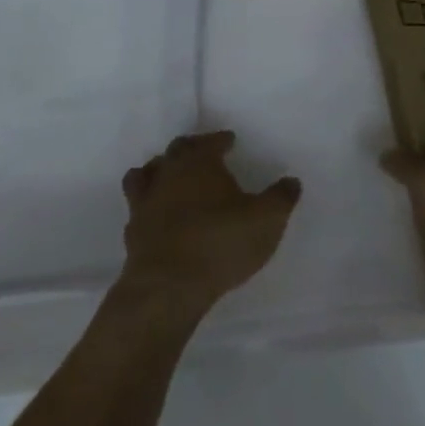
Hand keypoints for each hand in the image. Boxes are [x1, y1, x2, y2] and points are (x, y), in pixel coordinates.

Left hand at [119, 132, 301, 313]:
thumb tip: (291, 181)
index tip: (229, 140)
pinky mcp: (133, 232)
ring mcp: (144, 202)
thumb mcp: (266, 220)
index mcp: (198, 163)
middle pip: (176, 151)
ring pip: (146, 174)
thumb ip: (281, 198)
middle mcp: (167, 174)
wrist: (168, 286)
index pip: (209, 142)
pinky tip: (158, 216)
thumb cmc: (220, 242)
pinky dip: (149, 206)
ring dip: (159, 171)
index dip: (220, 139)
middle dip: (191, 148)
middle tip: (203, 152)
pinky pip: (138, 208)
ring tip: (171, 177)